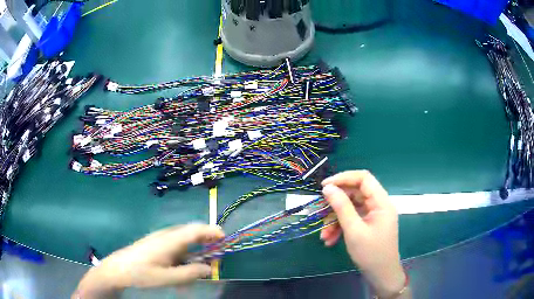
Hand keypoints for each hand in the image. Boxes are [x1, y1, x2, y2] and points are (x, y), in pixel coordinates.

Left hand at [73, 224, 223, 298]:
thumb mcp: (168, 278)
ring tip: (200, 265)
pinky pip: (175, 246)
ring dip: (195, 250)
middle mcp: (166, 235)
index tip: (225, 238)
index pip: (196, 230)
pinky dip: (184, 254)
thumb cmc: (142, 274)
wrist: (117, 270)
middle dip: (206, 241)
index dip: (212, 231)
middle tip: (216, 255)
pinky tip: (181, 267)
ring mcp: (159, 239)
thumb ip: (190, 273)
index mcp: (170, 240)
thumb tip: (209, 268)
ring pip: (183, 240)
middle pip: (191, 233)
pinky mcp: (155, 244)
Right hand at [320, 171, 405, 297]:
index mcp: (381, 202)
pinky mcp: (368, 224)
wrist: (381, 275)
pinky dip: (340, 227)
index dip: (343, 178)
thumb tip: (328, 188)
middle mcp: (378, 205)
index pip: (364, 178)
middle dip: (336, 204)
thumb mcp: (354, 230)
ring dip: (335, 220)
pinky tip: (330, 240)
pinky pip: (352, 219)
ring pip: (351, 208)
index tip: (324, 187)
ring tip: (324, 236)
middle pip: (355, 194)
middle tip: (320, 212)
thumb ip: (341, 207)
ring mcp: (373, 215)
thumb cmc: (371, 253)